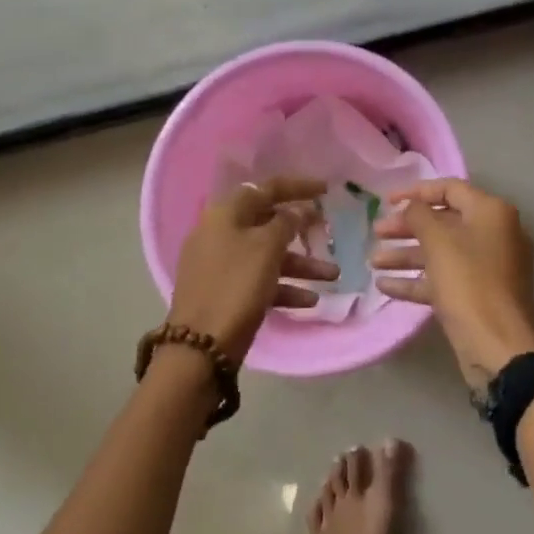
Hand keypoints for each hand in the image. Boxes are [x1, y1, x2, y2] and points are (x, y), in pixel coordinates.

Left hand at [170, 177, 335, 364]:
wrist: (200, 347)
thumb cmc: (236, 286)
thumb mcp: (267, 248)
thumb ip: (287, 222)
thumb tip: (298, 210)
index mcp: (226, 214)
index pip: (266, 189)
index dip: (298, 187)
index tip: (326, 190)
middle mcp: (220, 233)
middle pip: (267, 222)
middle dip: (302, 231)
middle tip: (326, 233)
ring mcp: (220, 264)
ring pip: (268, 255)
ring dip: (301, 264)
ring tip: (332, 276)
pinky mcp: (225, 292)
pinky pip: (260, 280)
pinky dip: (284, 286)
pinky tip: (310, 300)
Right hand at [370, 179, 533, 391]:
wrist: (499, 348)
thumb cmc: (469, 284)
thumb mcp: (438, 242)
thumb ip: (419, 215)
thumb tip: (412, 207)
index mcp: (492, 213)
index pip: (450, 188)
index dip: (416, 191)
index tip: (387, 200)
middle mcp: (495, 234)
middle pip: (444, 221)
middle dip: (407, 227)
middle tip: (376, 233)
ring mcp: (489, 268)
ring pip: (442, 253)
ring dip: (407, 255)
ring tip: (372, 261)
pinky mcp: (480, 296)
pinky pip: (446, 279)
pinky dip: (418, 280)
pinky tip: (385, 286)